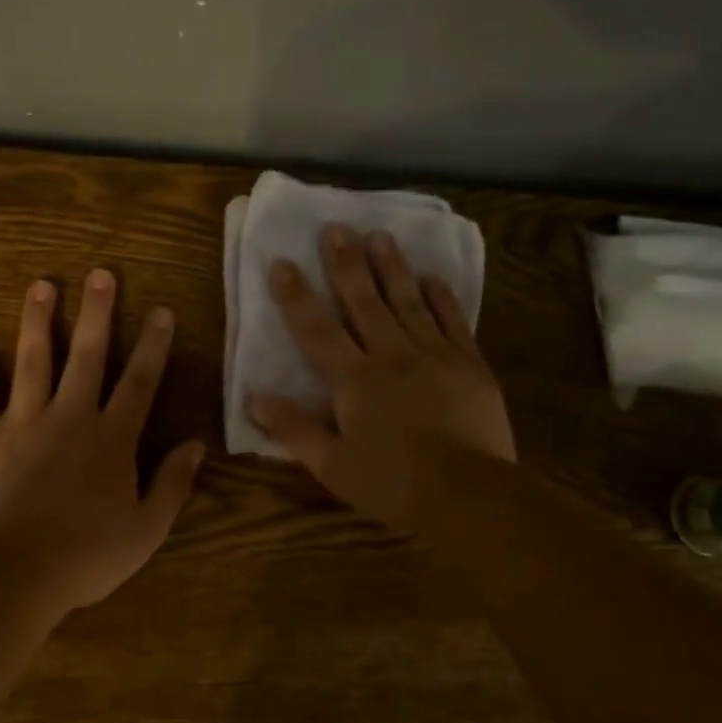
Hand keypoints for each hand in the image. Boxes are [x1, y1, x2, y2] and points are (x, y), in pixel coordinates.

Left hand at [0, 269, 204, 613]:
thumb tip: (196, 445)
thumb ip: (172, 484)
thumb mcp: (146, 529)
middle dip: (98, 313)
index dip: (153, 346)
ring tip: (42, 285)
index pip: (140, 382)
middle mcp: (69, 417)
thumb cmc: (85, 556)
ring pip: (33, 360)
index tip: (161, 311)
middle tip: (101, 274)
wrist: (13, 573)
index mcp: (111, 439)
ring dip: (38, 321)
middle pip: (88, 355)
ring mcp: (22, 422)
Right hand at [247, 225, 514, 525]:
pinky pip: (453, 321)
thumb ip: (294, 428)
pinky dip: (442, 298)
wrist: (468, 494)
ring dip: (392, 267)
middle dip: (346, 264)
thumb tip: (253, 397)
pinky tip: (434, 278)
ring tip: (380, 235)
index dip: (296, 296)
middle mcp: (392, 355)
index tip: (282, 263)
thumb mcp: (333, 465)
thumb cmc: (393, 483)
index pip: (316, 330)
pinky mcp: (469, 365)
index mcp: (355, 379)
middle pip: (364, 302)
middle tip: (336, 228)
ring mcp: (435, 355)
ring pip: (408, 301)